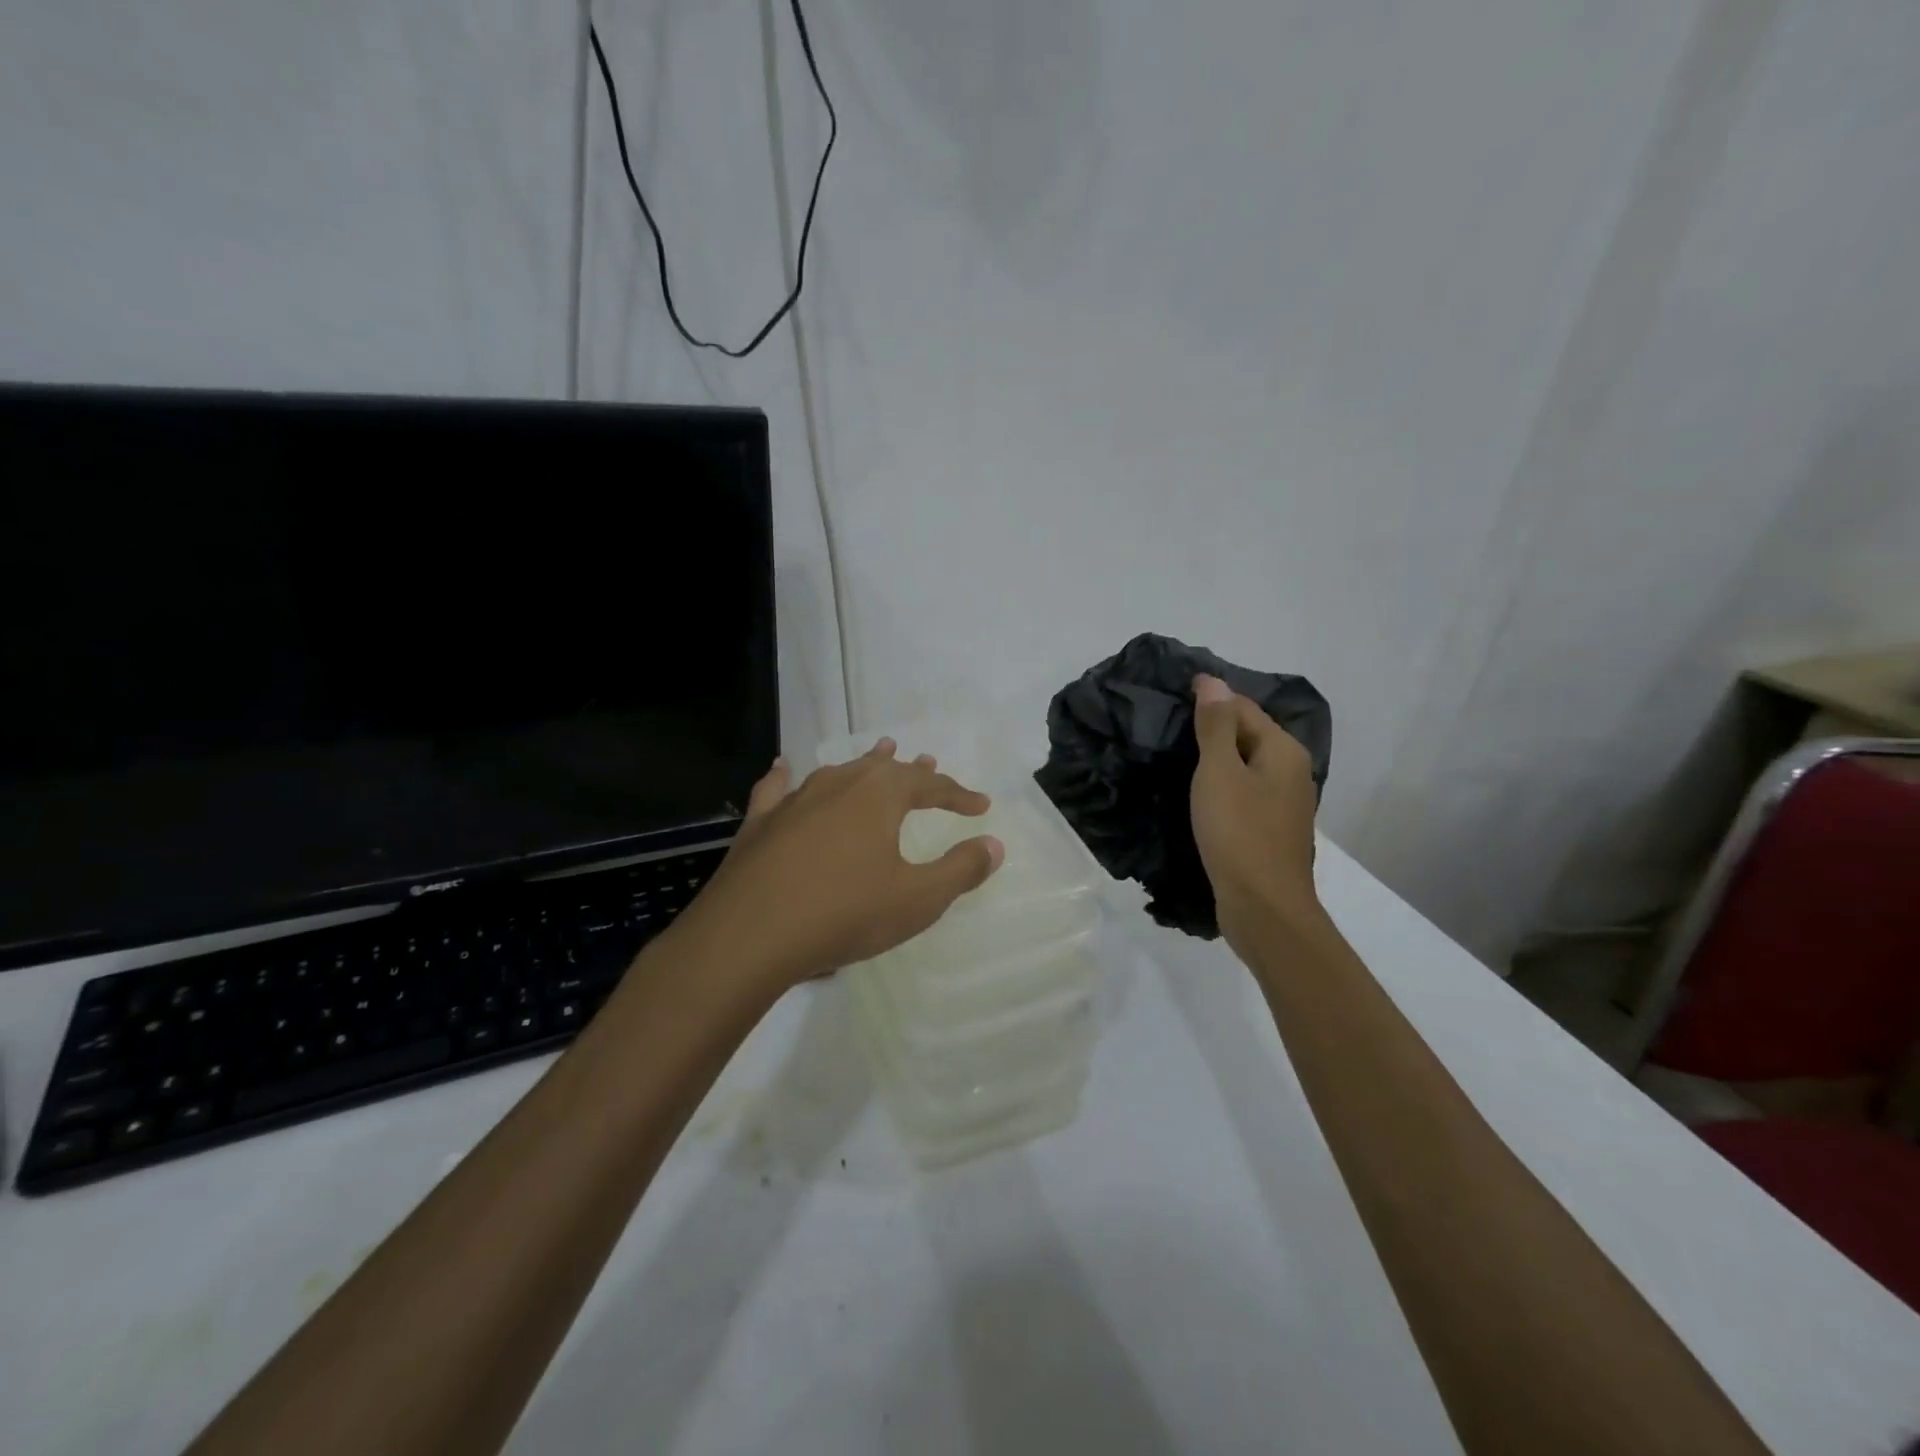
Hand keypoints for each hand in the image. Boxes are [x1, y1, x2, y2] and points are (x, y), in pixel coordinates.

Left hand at [675, 739, 1004, 994]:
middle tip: (929, 764)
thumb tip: (994, 844)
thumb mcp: (917, 899)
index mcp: (880, 795)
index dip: (958, 795)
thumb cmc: (844, 913)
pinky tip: (784, 768)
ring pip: (838, 772)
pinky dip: (787, 777)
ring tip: (879, 755)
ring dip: (864, 767)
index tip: (981, 807)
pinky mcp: (760, 822)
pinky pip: (778, 789)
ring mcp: (794, 800)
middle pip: (883, 769)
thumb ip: (960, 870)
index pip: (929, 786)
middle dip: (911, 772)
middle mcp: (838, 784)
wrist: (749, 935)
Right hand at [1189, 674, 1321, 946]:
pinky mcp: (1270, 830)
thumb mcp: (1219, 772)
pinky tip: (1195, 794)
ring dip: (1214, 759)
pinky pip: (1243, 793)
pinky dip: (1221, 787)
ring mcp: (1283, 803)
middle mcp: (1291, 771)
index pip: (1243, 707)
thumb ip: (1216, 726)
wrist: (1263, 907)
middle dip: (1211, 728)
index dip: (1209, 699)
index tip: (1171, 697)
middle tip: (1167, 727)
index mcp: (1283, 750)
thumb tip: (1213, 681)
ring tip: (1174, 757)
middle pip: (1247, 735)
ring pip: (1244, 766)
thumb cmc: (1239, 833)